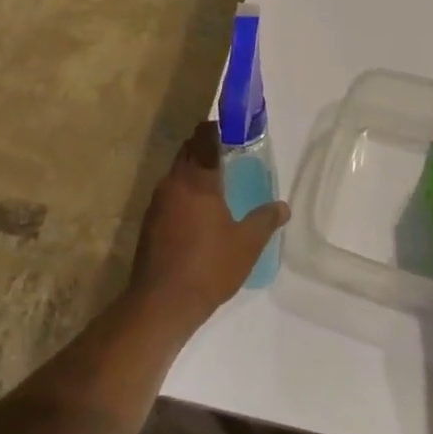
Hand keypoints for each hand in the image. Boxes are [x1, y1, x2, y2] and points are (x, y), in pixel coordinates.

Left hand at [128, 121, 286, 329]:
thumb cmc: (208, 267)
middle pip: (188, 152)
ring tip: (219, 184)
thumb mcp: (247, 244)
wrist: (161, 304)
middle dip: (206, 148)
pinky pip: (170, 195)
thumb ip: (265, 220)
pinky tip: (200, 213)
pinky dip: (184, 194)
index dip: (217, 129)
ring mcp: (156, 203)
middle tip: (231, 155)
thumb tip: (282, 207)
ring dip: (194, 172)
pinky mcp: (149, 223)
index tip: (233, 129)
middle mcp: (172, 183)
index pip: (204, 138)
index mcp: (197, 179)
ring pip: (177, 174)